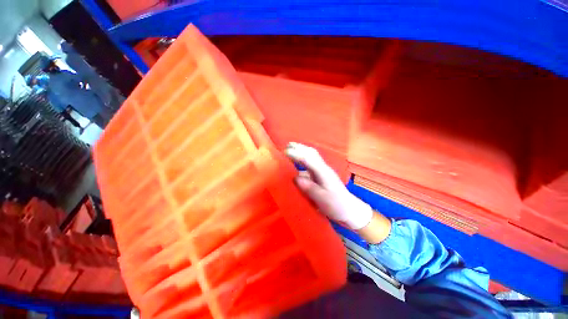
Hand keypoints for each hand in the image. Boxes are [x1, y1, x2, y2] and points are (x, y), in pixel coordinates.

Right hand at [285, 142, 372, 229]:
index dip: (296, 154)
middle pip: (311, 153)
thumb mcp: (322, 199)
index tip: (285, 152)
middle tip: (287, 145)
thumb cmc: (337, 205)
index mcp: (323, 172)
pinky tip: (298, 162)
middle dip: (299, 147)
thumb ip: (309, 188)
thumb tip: (295, 178)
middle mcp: (323, 168)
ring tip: (291, 149)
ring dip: (301, 151)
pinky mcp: (322, 175)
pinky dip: (303, 159)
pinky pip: (311, 163)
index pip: (308, 159)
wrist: (350, 210)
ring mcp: (323, 171)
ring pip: (311, 156)